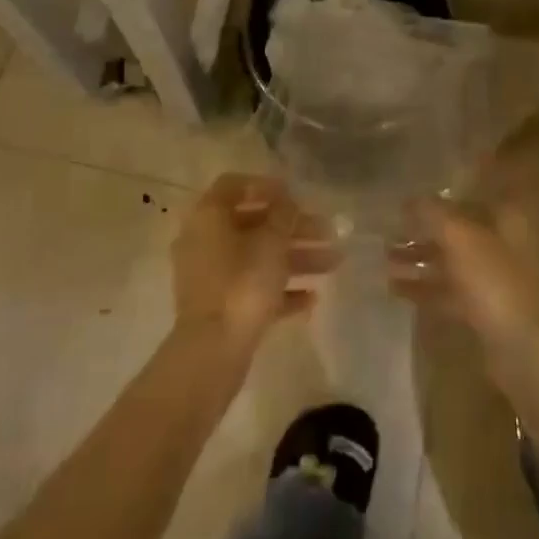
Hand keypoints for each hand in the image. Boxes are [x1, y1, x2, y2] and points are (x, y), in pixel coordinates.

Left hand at [172, 173, 337, 353]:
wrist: (213, 352)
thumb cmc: (242, 283)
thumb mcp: (271, 242)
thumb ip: (284, 216)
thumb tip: (287, 203)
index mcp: (208, 216)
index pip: (234, 186)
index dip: (266, 186)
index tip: (295, 195)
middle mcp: (204, 241)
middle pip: (253, 224)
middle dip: (293, 228)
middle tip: (328, 232)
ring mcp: (210, 277)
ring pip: (258, 258)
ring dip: (295, 258)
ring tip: (334, 263)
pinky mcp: (220, 308)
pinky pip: (253, 288)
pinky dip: (281, 289)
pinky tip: (312, 298)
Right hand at [387, 195, 538, 366]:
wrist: (524, 352)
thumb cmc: (494, 282)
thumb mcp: (459, 237)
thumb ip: (433, 213)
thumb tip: (410, 199)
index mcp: (506, 219)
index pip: (469, 197)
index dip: (438, 198)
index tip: (406, 200)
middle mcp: (502, 245)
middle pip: (456, 231)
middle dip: (422, 231)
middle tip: (387, 231)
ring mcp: (494, 281)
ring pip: (450, 263)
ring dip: (419, 260)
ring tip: (384, 259)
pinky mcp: (483, 312)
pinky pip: (448, 293)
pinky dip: (424, 289)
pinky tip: (394, 289)